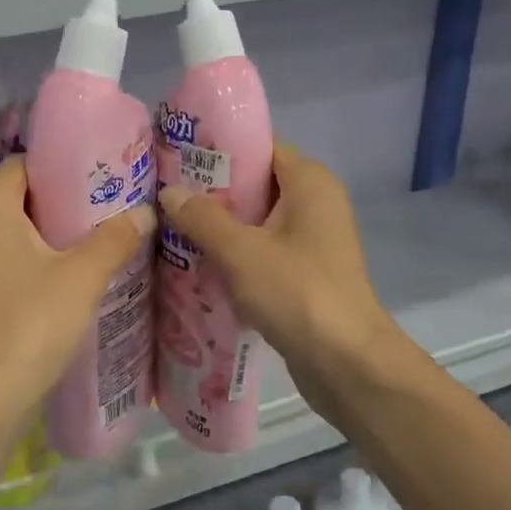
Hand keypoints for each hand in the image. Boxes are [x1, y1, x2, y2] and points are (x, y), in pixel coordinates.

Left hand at [0, 156, 154, 440]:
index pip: (25, 163)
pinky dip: (44, 259)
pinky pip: (15, 259)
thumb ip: (115, 238)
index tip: (105, 172)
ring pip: (21, 231)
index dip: (64, 165)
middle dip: (68, 200)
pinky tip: (81, 271)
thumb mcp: (83, 275)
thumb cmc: (31, 321)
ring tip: (107, 233)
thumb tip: (145, 213)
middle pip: (24, 196)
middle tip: (114, 203)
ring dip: (59, 233)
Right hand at [158, 144, 399, 426]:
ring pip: (257, 222)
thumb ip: (202, 218)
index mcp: (309, 182)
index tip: (175, 159)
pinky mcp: (306, 273)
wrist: (346, 362)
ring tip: (171, 230)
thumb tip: (169, 192)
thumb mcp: (240, 251)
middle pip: (256, 185)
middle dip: (211, 193)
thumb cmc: (297, 292)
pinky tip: (197, 265)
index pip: (260, 148)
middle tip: (164, 198)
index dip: (218, 151)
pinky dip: (235, 255)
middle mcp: (316, 203)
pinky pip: (263, 251)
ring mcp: (313, 241)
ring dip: (219, 228)